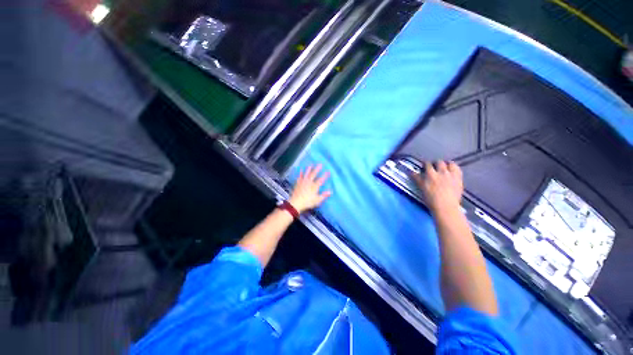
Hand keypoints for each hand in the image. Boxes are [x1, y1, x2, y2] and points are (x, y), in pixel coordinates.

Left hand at [289, 164, 331, 212]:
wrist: (296, 203)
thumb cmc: (307, 202)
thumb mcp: (317, 200)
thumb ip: (323, 195)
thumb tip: (330, 192)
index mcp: (314, 186)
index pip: (321, 180)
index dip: (325, 175)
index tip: (328, 171)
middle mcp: (309, 182)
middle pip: (313, 174)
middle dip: (317, 169)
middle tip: (320, 164)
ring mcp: (303, 182)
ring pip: (306, 174)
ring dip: (309, 169)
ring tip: (310, 165)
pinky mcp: (298, 184)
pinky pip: (300, 177)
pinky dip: (300, 174)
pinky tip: (301, 170)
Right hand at [414, 161, 463, 213]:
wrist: (446, 207)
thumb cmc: (431, 199)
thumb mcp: (421, 188)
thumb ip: (417, 179)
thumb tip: (411, 172)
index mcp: (430, 175)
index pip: (426, 164)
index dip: (425, 164)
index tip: (424, 167)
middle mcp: (440, 172)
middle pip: (438, 162)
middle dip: (435, 163)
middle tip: (434, 167)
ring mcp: (451, 174)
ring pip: (449, 163)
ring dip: (446, 164)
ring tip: (444, 167)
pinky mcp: (459, 178)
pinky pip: (457, 168)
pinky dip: (454, 167)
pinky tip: (452, 170)